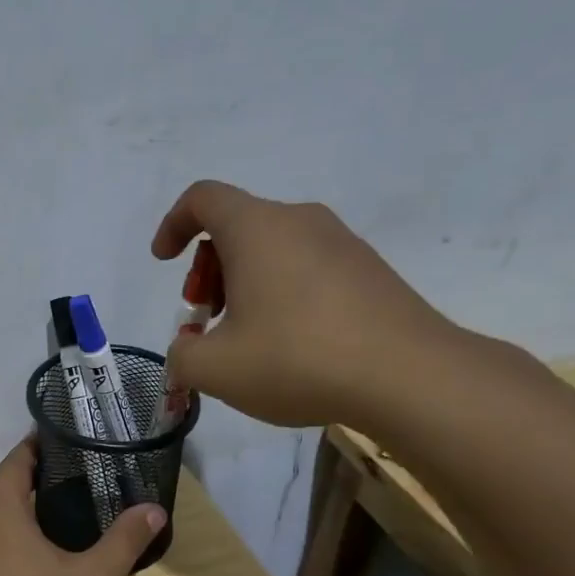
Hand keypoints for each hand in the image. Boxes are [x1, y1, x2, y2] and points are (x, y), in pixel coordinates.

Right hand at [151, 180, 465, 428]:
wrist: (409, 376)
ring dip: (245, 284)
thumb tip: (189, 348)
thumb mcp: (214, 369)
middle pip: (237, 226)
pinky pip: (307, 268)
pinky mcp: (370, 270)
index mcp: (257, 229)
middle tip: (207, 319)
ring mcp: (342, 243)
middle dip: (208, 269)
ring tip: (247, 340)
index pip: (203, 198)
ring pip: (274, 249)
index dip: (173, 224)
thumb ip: (182, 354)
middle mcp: (300, 221)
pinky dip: (282, 294)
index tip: (165, 261)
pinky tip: (291, 346)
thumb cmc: (296, 359)